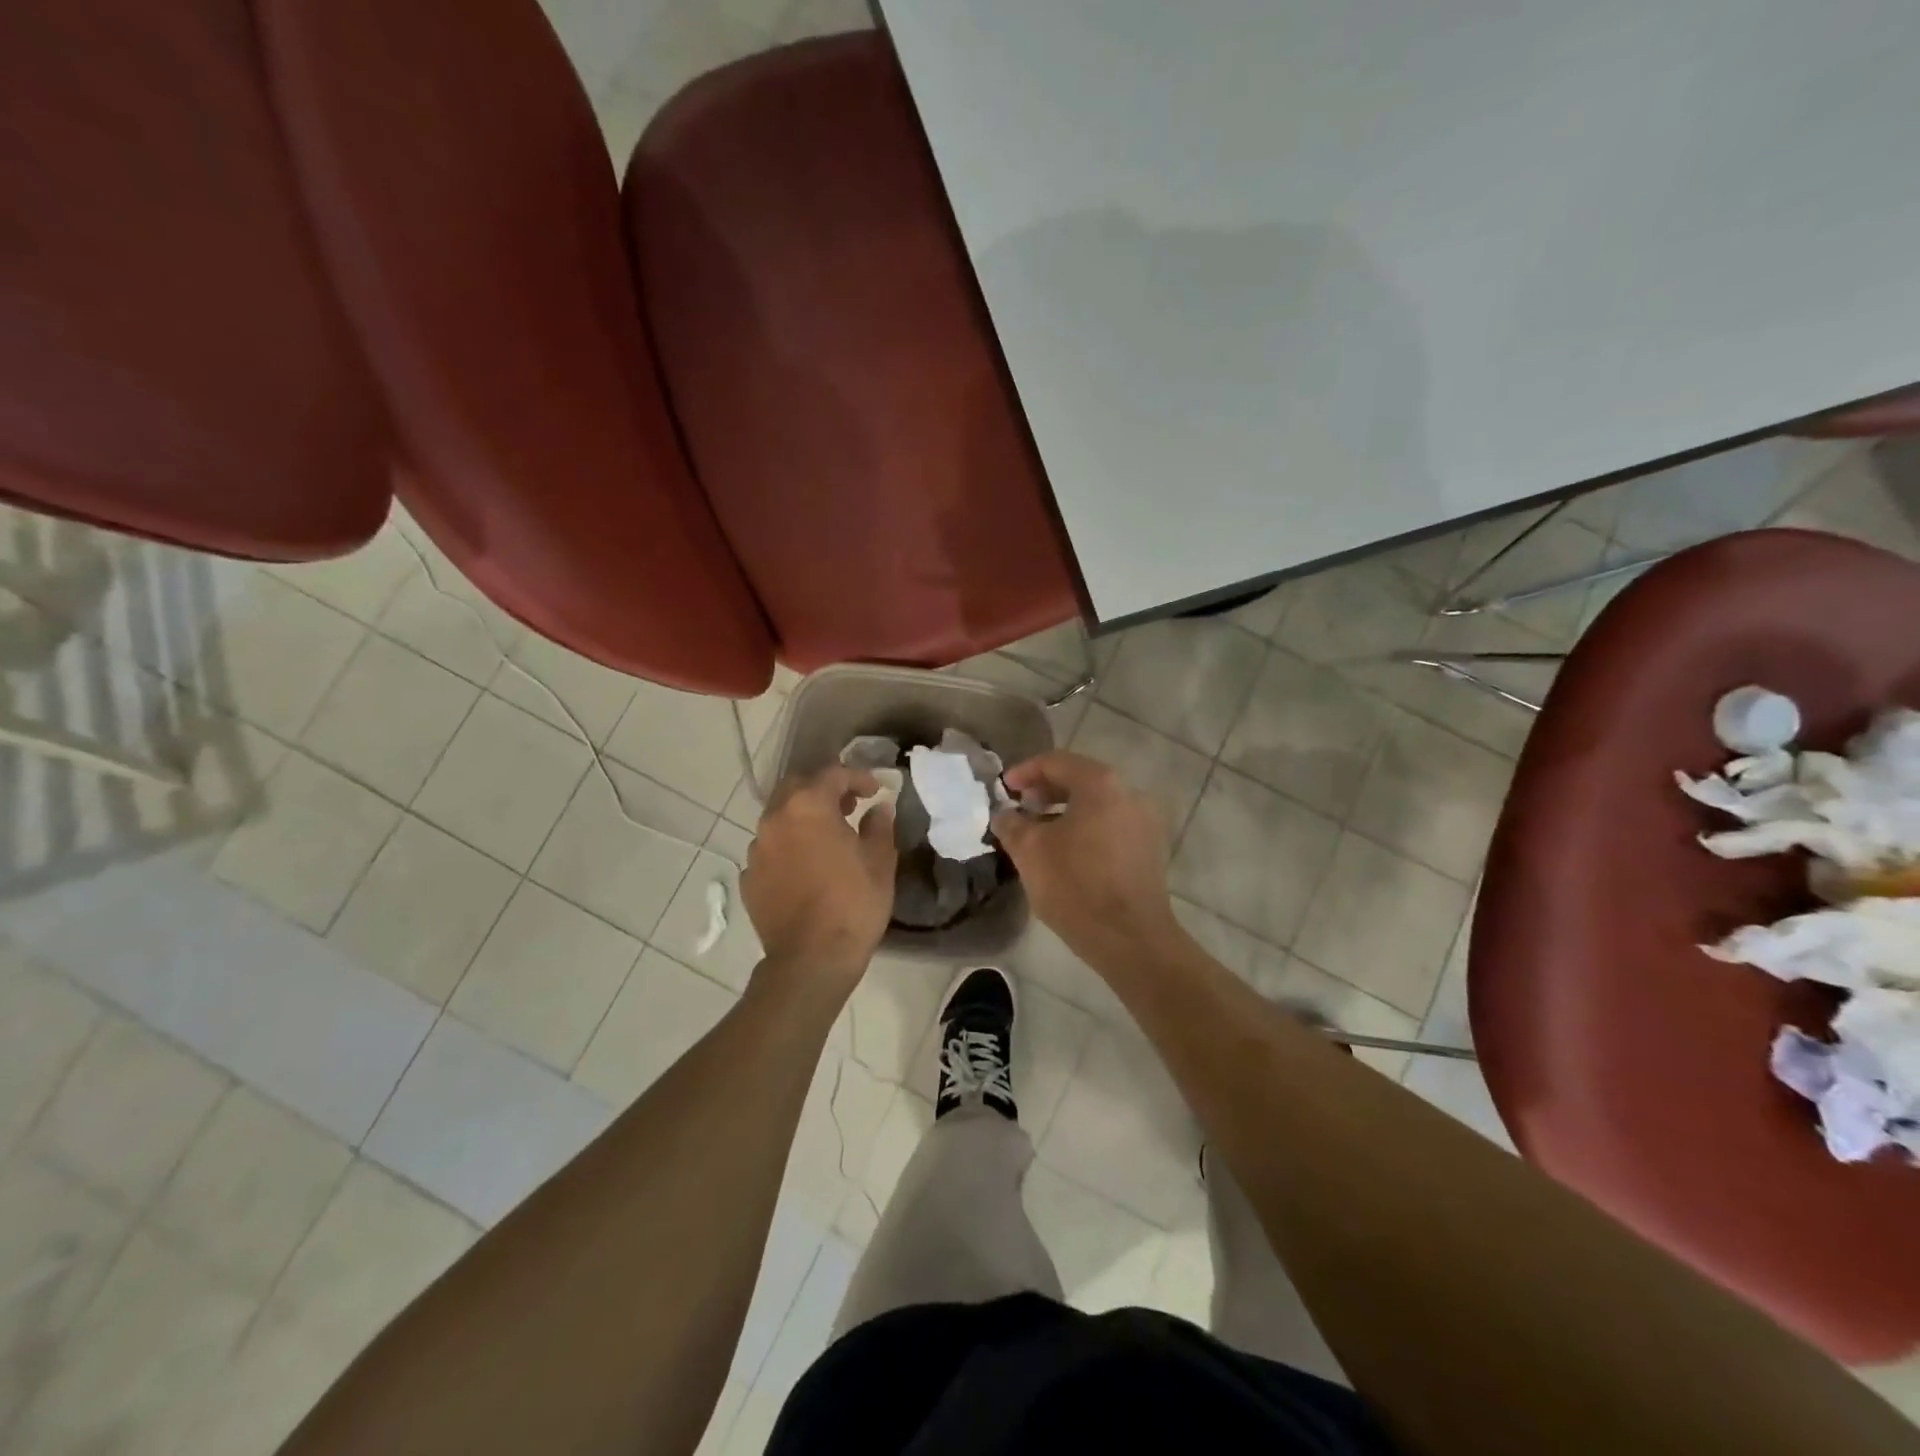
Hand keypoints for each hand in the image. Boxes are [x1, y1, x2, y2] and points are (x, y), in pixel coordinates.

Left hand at [742, 766, 896, 988]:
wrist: (812, 959)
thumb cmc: (853, 903)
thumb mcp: (879, 861)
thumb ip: (879, 826)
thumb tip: (879, 808)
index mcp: (808, 807)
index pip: (833, 774)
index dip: (858, 777)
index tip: (875, 791)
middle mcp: (775, 819)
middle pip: (796, 787)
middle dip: (823, 790)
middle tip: (848, 806)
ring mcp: (757, 849)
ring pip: (779, 818)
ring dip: (802, 818)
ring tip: (826, 838)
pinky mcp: (749, 878)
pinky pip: (770, 850)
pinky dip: (788, 848)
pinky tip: (805, 867)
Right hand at [991, 751, 1179, 963]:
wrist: (1129, 937)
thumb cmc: (1075, 885)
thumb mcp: (1029, 851)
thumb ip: (1011, 823)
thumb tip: (1005, 814)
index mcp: (1101, 784)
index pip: (1056, 762)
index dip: (1025, 772)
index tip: (1004, 789)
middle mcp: (1129, 793)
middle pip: (1080, 780)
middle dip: (1045, 791)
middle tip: (1020, 808)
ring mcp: (1145, 822)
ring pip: (1097, 804)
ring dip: (1065, 812)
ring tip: (1039, 833)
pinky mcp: (1150, 850)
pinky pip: (1111, 826)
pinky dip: (1086, 828)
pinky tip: (1066, 852)